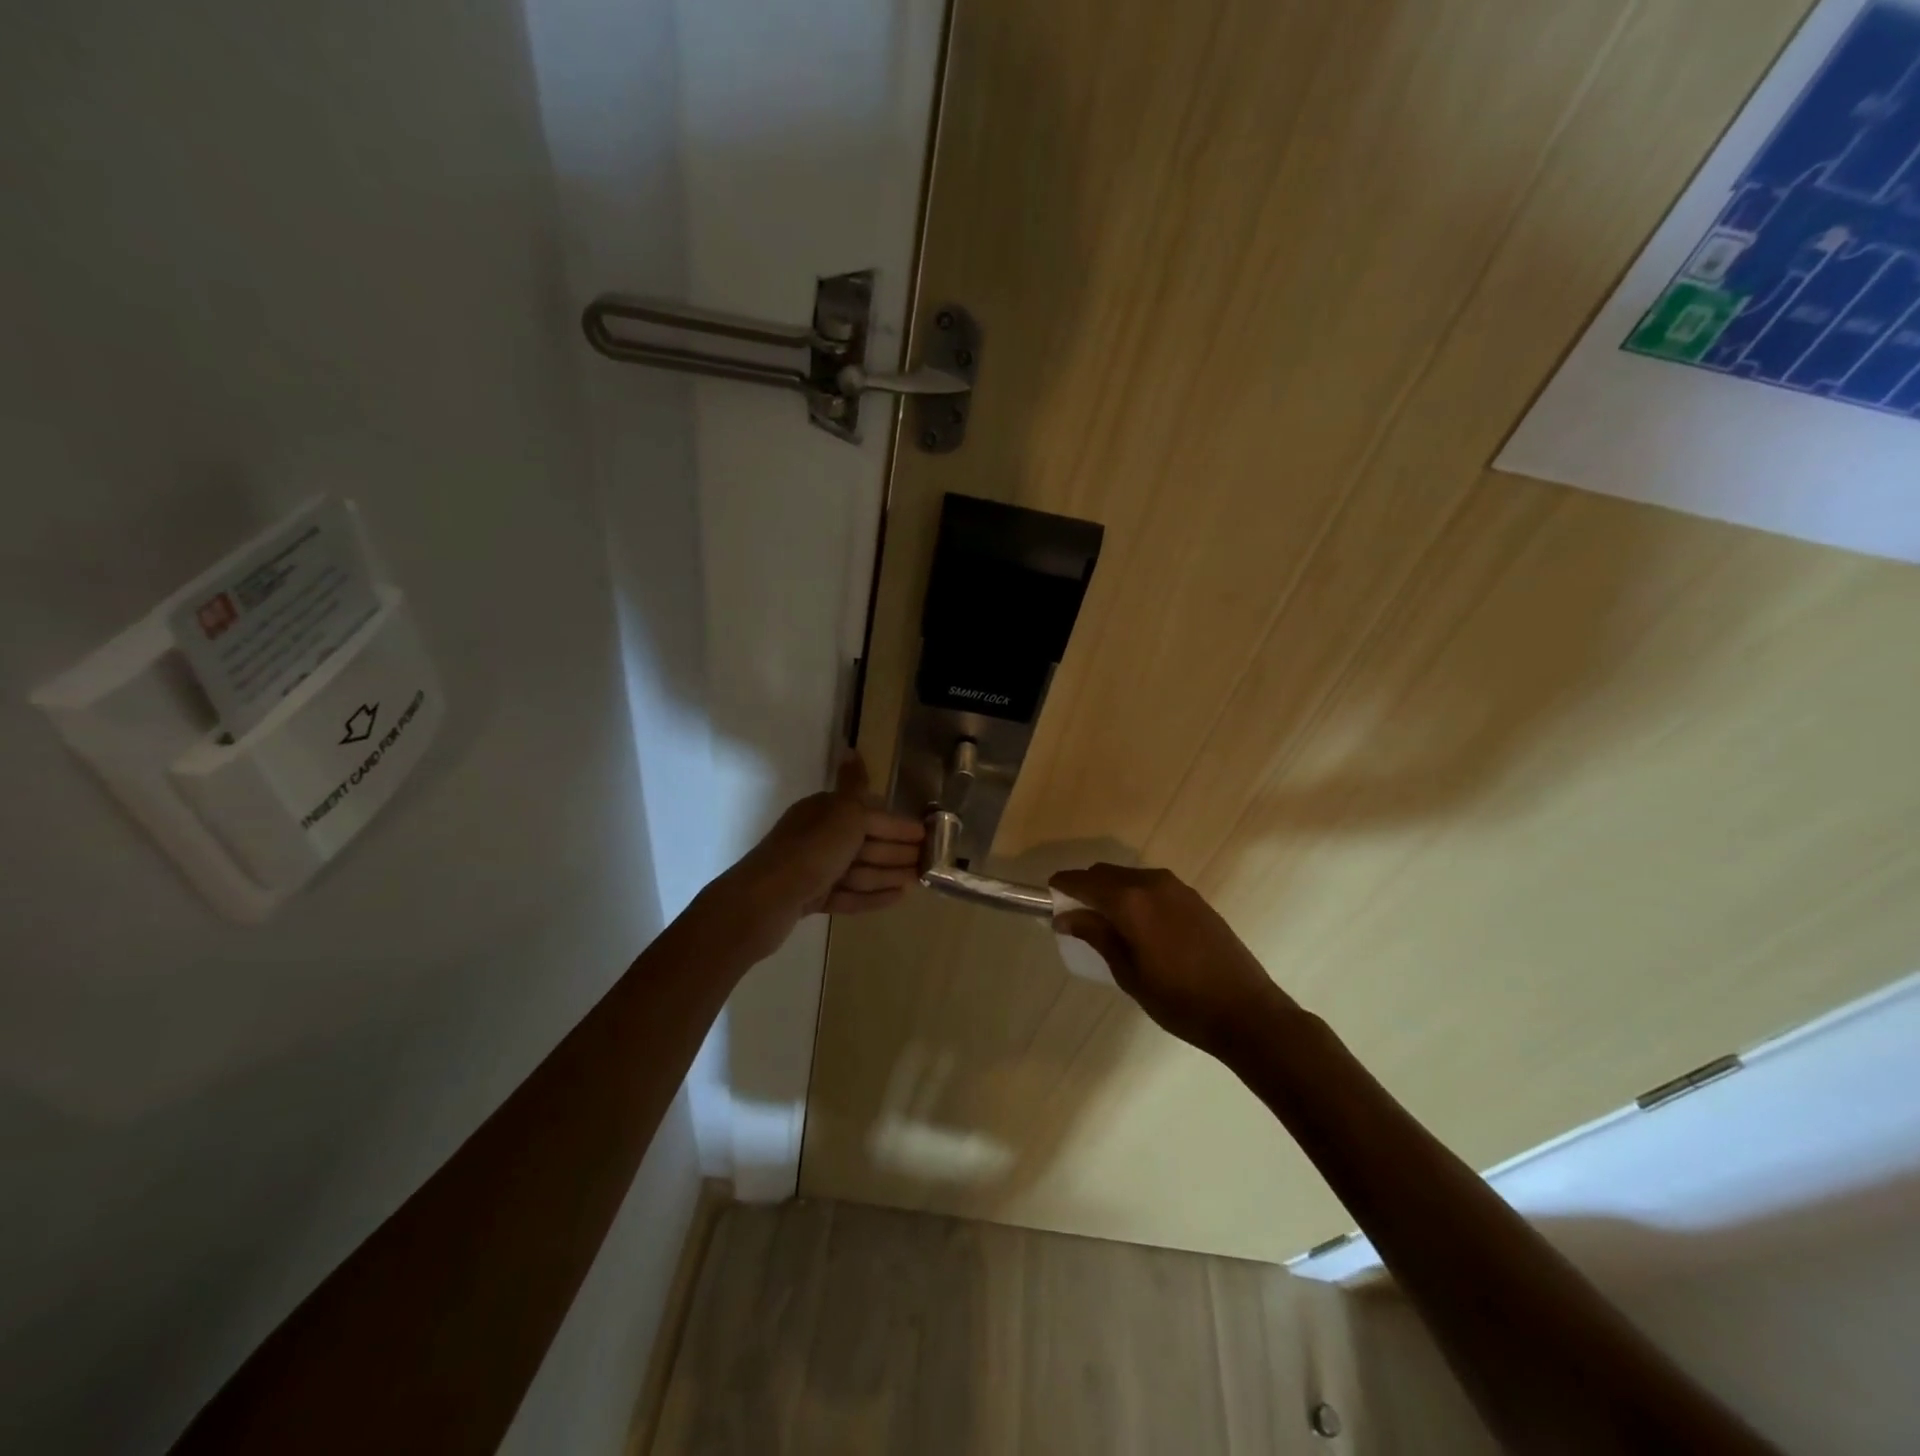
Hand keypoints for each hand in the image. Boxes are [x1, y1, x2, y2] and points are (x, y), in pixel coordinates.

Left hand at [720, 755, 924, 955]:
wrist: (764, 901)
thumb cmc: (812, 851)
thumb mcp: (842, 813)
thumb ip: (855, 786)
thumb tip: (851, 749)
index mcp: (824, 811)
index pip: (870, 814)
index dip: (899, 826)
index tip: (928, 836)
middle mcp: (817, 836)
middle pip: (865, 841)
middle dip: (897, 851)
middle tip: (929, 862)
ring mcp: (813, 869)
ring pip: (858, 869)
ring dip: (888, 873)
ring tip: (918, 882)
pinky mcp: (810, 898)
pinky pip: (848, 894)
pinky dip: (871, 895)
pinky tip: (897, 898)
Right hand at [1048, 864, 1291, 1054]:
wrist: (1246, 1011)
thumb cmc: (1179, 1000)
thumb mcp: (1128, 972)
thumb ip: (1096, 936)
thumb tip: (1065, 916)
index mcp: (1132, 901)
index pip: (1085, 881)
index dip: (1062, 886)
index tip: (1048, 896)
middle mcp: (1153, 884)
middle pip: (1107, 874)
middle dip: (1086, 888)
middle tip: (1074, 916)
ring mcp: (1178, 889)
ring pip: (1130, 878)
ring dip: (1112, 891)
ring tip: (1105, 923)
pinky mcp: (1195, 899)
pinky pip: (1152, 886)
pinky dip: (1135, 896)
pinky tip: (1137, 925)